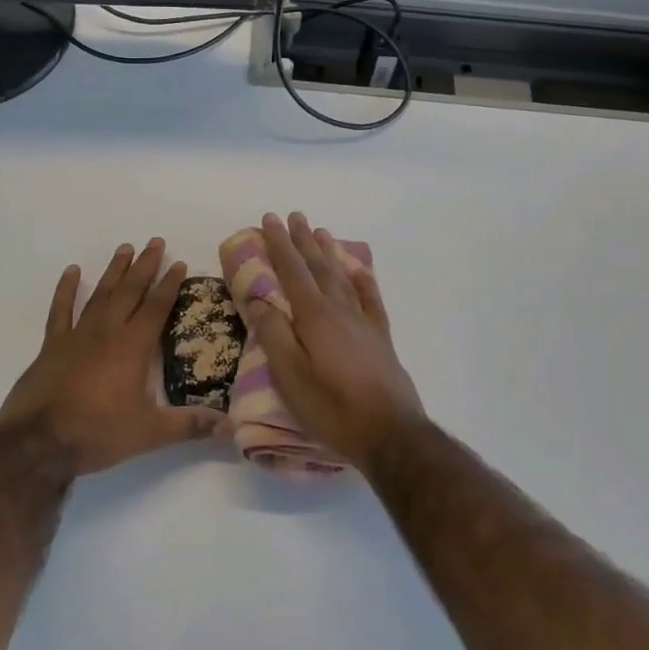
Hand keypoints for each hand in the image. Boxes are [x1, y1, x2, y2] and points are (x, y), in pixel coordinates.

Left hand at [0, 239, 229, 475]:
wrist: (39, 441)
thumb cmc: (97, 432)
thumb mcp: (149, 433)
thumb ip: (189, 425)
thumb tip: (230, 426)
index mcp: (133, 346)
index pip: (157, 306)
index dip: (170, 284)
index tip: (179, 263)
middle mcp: (107, 331)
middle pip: (130, 290)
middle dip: (145, 265)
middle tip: (155, 241)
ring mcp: (77, 335)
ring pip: (100, 294)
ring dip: (114, 271)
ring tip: (125, 248)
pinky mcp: (52, 345)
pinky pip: (60, 310)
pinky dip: (66, 289)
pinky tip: (71, 271)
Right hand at [239, 213, 426, 467]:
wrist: (390, 434)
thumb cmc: (332, 407)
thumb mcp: (290, 376)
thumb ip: (274, 334)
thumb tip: (258, 298)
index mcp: (314, 316)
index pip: (292, 271)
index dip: (279, 244)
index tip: (270, 219)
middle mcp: (339, 310)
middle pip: (317, 266)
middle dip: (302, 240)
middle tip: (294, 216)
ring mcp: (363, 322)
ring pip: (342, 277)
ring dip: (328, 253)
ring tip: (320, 231)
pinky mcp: (380, 338)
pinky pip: (370, 298)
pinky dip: (362, 280)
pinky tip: (358, 270)